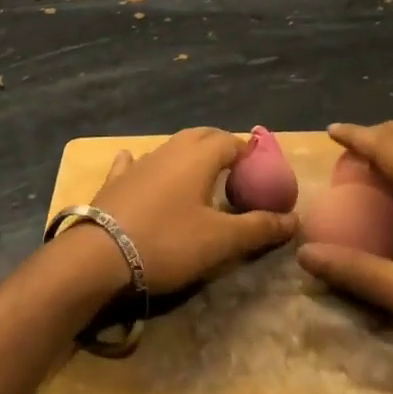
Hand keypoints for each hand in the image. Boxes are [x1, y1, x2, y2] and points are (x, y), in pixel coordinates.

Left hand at [51, 128, 297, 300]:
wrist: (98, 257)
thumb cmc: (167, 243)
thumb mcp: (221, 241)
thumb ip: (259, 228)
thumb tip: (294, 220)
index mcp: (199, 157)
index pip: (233, 142)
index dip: (251, 155)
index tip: (261, 174)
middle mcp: (170, 150)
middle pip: (202, 136)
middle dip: (221, 147)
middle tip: (235, 171)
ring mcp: (139, 163)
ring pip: (171, 147)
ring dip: (188, 155)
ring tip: (199, 175)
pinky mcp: (115, 181)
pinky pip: (134, 162)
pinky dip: (146, 162)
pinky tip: (137, 162)